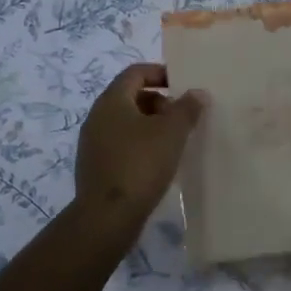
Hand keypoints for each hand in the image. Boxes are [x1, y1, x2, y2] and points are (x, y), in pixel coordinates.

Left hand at [74, 63, 204, 229]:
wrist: (106, 218)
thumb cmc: (140, 165)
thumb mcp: (171, 133)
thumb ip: (186, 109)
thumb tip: (197, 93)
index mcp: (112, 100)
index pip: (136, 72)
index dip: (160, 73)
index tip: (183, 85)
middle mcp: (97, 116)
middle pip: (131, 97)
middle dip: (159, 102)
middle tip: (182, 118)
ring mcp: (93, 143)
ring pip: (126, 122)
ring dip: (151, 126)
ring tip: (174, 142)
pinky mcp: (95, 166)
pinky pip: (121, 144)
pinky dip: (140, 145)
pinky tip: (158, 164)